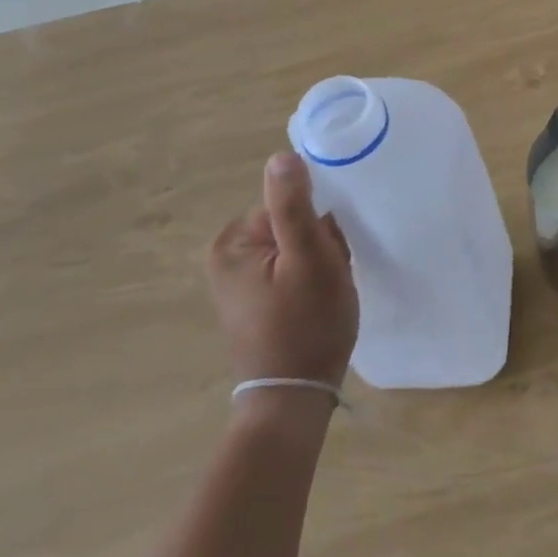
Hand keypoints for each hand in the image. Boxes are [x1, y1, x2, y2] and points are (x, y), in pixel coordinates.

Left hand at [206, 152, 358, 389]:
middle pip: (292, 223)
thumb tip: (281, 156)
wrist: (295, 400)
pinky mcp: (254, 301)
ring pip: (297, 246)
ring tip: (326, 293)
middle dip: (320, 244)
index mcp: (232, 242)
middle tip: (330, 277)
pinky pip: (292, 269)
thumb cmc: (306, 325)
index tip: (330, 255)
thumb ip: (294, 205)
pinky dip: (311, 280)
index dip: (319, 226)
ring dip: (320, 262)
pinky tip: (319, 302)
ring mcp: (239, 281)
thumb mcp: (309, 258)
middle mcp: (227, 257)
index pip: (289, 204)